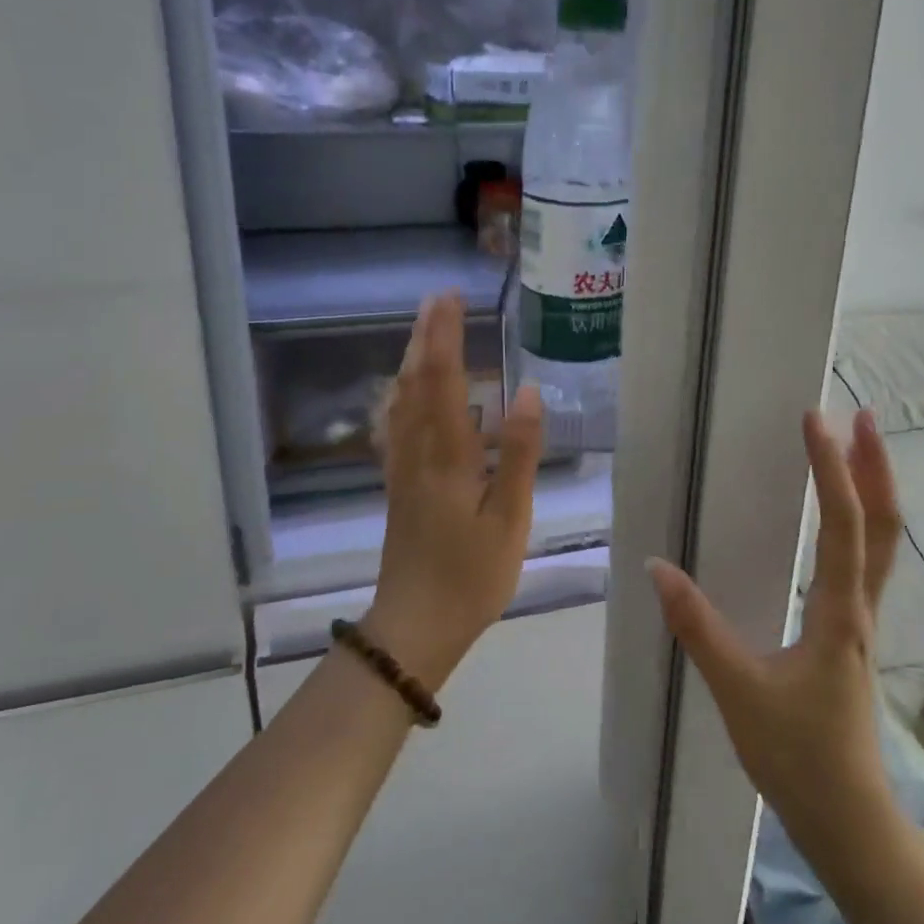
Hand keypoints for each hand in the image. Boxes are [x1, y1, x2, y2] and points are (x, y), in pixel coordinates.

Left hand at [365, 294, 543, 690]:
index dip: (446, 338)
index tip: (450, 299)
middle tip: (435, 300)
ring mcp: (402, 470)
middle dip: (426, 338)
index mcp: (448, 457)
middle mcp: (418, 453)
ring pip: (401, 403)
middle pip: (416, 384)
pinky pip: (394, 428)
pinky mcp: (397, 487)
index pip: (445, 383)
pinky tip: (402, 395)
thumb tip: (529, 392)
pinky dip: (399, 398)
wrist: (416, 625)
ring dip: (411, 362)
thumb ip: (519, 453)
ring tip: (422, 333)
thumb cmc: (471, 574)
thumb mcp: (510, 518)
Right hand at [649, 409, 901, 849]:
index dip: (831, 468)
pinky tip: (836, 521)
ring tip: (855, 449)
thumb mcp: (738, 690)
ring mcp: (861, 620)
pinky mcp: (851, 634)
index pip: (843, 524)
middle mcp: (860, 607)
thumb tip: (657, 566)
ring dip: (872, 490)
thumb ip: (697, 626)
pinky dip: (859, 523)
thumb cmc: (796, 755)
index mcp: (838, 612)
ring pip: (882, 543)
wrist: (848, 819)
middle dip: (874, 466)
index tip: (815, 421)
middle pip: (884, 524)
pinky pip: (865, 563)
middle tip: (858, 416)